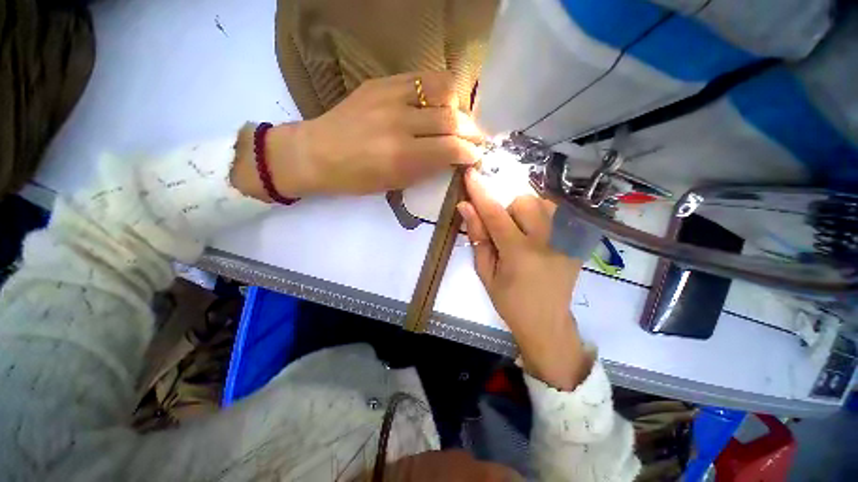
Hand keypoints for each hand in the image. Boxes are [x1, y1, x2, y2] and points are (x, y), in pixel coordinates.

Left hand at [231, 71, 482, 199]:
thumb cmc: (356, 179)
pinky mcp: (381, 82)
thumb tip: (452, 157)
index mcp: (402, 157)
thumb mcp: (395, 184)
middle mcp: (400, 123)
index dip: (470, 152)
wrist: (317, 153)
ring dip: (458, 107)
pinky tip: (439, 102)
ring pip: (443, 91)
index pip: (451, 149)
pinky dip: (439, 90)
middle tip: (475, 139)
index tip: (476, 156)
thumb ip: (426, 169)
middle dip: (471, 131)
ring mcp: (390, 97)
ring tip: (458, 118)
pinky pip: (423, 78)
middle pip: (452, 119)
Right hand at [457, 169, 591, 390]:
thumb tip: (465, 207)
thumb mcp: (485, 273)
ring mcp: (565, 240)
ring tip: (518, 230)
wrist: (547, 322)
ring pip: (542, 203)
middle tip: (501, 228)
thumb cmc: (509, 302)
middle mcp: (546, 241)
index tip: (471, 173)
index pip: (495, 213)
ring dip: (523, 209)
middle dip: (506, 206)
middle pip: (524, 200)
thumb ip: (478, 238)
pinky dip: (539, 215)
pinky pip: (556, 214)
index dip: (481, 191)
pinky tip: (534, 233)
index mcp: (519, 253)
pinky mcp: (574, 242)